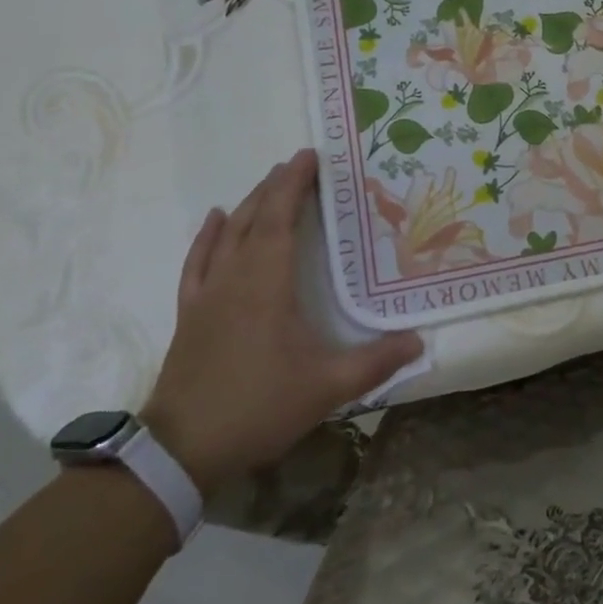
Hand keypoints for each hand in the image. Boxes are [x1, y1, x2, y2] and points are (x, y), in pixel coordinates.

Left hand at [140, 150, 421, 493]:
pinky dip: (207, 237)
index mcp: (268, 283)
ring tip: (268, 183)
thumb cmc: (258, 406)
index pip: (282, 218)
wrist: (182, 448)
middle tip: (299, 164)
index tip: (311, 155)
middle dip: (276, 186)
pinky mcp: (190, 313)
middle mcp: (236, 277)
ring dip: (249, 204)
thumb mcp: (327, 387)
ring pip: (227, 234)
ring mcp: (208, 294)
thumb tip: (419, 341)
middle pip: (255, 218)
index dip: (295, 183)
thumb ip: (376, 362)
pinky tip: (215, 220)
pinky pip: (198, 262)